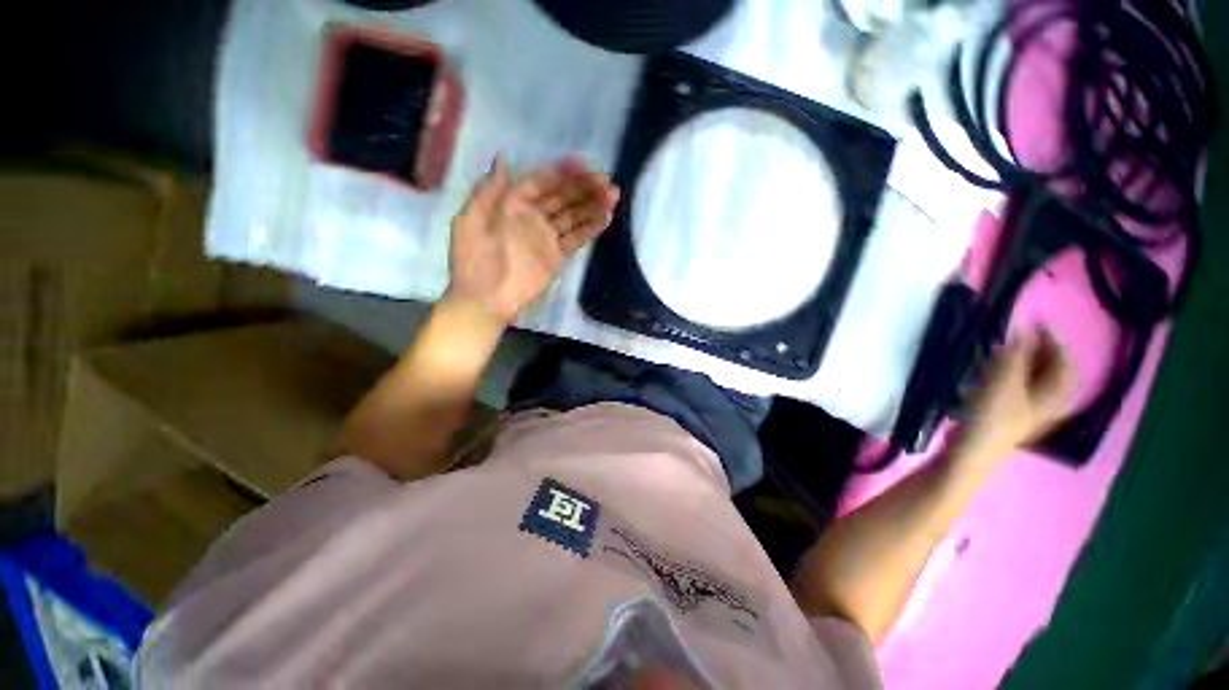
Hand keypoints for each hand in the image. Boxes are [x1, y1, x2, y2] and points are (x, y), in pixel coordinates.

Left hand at [447, 154, 619, 323]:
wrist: (486, 300)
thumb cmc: (474, 261)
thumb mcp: (471, 221)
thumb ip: (488, 191)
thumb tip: (502, 159)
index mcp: (512, 204)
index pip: (541, 182)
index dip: (561, 172)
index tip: (583, 163)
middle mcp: (533, 217)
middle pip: (562, 197)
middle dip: (584, 187)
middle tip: (606, 180)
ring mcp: (547, 238)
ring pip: (574, 216)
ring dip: (593, 205)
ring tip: (613, 195)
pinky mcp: (558, 257)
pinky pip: (577, 239)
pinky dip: (591, 229)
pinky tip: (606, 217)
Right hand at [959, 326, 1076, 458]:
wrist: (970, 453)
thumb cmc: (991, 419)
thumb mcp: (1003, 384)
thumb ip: (1013, 357)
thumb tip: (1020, 331)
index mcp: (1050, 395)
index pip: (1064, 364)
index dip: (1054, 341)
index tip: (1037, 321)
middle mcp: (1044, 403)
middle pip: (1052, 373)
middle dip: (1041, 351)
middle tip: (1023, 333)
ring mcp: (1024, 411)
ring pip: (1033, 381)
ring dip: (1024, 362)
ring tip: (1007, 348)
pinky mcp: (1004, 415)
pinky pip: (1016, 387)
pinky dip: (1009, 373)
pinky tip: (993, 370)